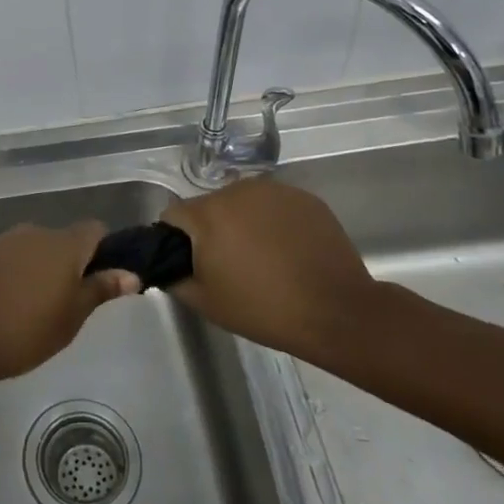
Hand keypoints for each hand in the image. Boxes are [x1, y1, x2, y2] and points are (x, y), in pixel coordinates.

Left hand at [0, 222, 139, 388]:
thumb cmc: (22, 331)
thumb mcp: (70, 318)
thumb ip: (99, 290)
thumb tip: (130, 273)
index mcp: (63, 243)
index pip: (95, 230)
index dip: (104, 252)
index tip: (103, 282)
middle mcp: (33, 232)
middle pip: (63, 241)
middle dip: (70, 266)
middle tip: (70, 305)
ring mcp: (2, 241)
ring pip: (34, 250)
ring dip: (41, 271)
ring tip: (37, 311)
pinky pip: (9, 260)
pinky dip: (16, 276)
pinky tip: (7, 307)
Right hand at [161, 177, 378, 360]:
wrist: (337, 312)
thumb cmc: (262, 308)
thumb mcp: (204, 301)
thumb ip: (173, 277)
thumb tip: (166, 265)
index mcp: (208, 213)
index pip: (173, 215)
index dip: (176, 240)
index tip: (193, 264)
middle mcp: (237, 191)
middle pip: (209, 206)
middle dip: (212, 230)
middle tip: (229, 265)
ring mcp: (274, 191)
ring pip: (241, 203)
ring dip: (242, 223)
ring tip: (261, 257)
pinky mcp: (305, 198)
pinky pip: (273, 206)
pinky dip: (272, 222)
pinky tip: (287, 250)